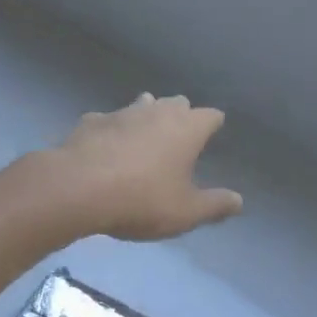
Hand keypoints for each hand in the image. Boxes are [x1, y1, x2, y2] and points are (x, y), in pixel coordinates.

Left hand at [46, 94, 243, 241]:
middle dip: (181, 114)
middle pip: (176, 103)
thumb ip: (214, 206)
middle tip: (180, 133)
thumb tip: (239, 201)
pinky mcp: (90, 122)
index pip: (210, 116)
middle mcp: (156, 112)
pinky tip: (105, 146)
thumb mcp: (185, 212)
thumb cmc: (142, 200)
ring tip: (145, 133)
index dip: (213, 124)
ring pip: (141, 105)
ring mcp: (120, 113)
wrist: (78, 190)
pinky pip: (107, 121)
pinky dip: (111, 131)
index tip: (213, 131)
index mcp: (186, 129)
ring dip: (146, 116)